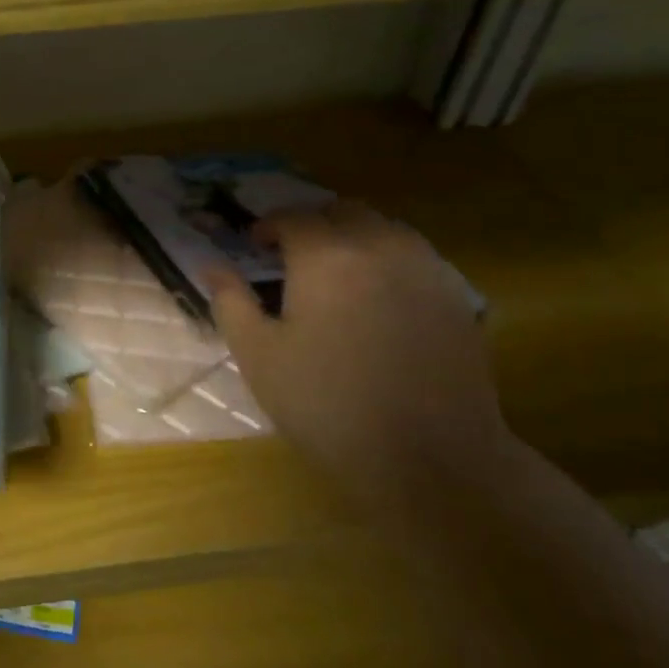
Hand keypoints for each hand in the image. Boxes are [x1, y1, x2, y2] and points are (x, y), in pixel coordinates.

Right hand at [205, 201, 504, 503]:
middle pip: (342, 211)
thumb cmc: (326, 404)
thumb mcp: (258, 355)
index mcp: (325, 256)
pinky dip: (387, 260)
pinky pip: (415, 256)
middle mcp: (379, 246)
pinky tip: (377, 298)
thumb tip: (212, 265)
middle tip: (291, 256)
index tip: (253, 245)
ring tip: (335, 273)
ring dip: (353, 236)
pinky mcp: (456, 296)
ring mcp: (425, 268)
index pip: (291, 217)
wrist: (428, 456)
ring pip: (384, 228)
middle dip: (312, 224)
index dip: (267, 226)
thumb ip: (231, 301)